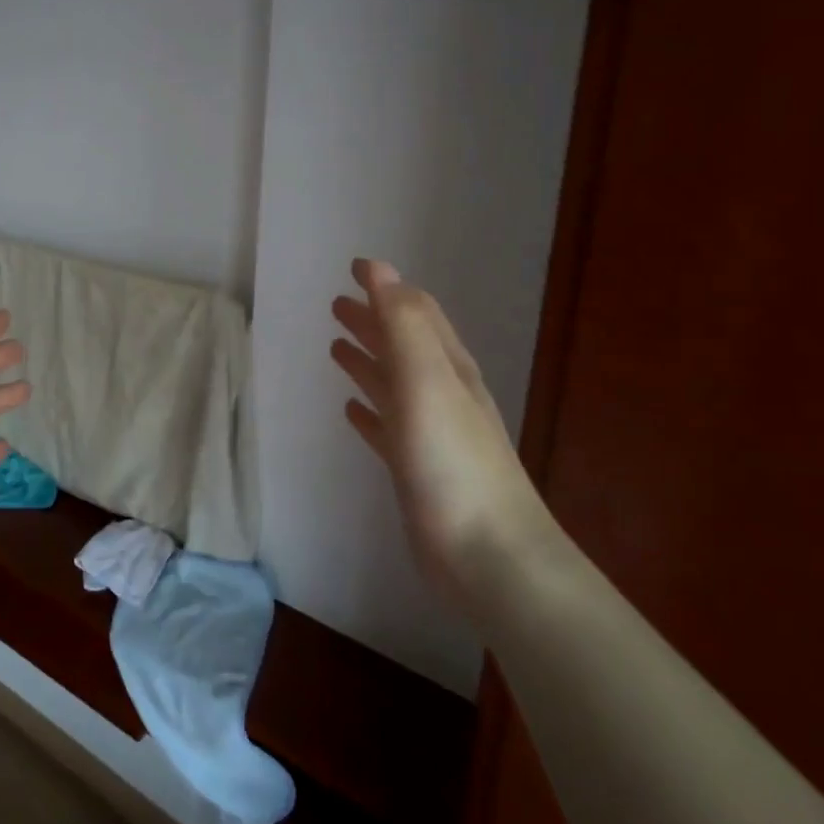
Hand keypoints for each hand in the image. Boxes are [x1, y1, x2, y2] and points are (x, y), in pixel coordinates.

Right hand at [331, 259, 551, 602]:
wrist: (487, 555)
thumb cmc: (452, 461)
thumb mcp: (427, 380)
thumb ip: (403, 325)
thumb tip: (380, 270)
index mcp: (446, 367)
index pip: (416, 312)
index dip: (386, 287)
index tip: (355, 268)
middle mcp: (441, 393)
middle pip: (402, 345)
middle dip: (372, 321)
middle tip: (336, 304)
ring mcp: (429, 434)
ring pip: (392, 384)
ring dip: (367, 361)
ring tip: (336, 347)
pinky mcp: (416, 471)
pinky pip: (386, 428)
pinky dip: (369, 412)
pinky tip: (351, 412)